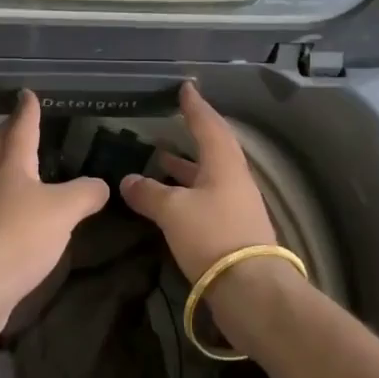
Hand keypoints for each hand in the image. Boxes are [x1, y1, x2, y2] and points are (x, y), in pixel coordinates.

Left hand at [0, 90, 108, 347]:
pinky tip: (27, 215)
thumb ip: (85, 194)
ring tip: (29, 166)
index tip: (26, 93)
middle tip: (18, 121)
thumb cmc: (17, 236)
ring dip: (10, 168)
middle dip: (9, 133)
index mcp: (11, 167)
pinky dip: (14, 205)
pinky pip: (1, 213)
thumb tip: (101, 184)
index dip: (27, 111)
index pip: (21, 129)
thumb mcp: (62, 211)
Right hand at [119, 82, 276, 281]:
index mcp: (223, 163)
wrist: (251, 290)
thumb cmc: (212, 236)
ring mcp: (236, 205)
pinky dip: (187, 189)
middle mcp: (234, 178)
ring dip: (187, 164)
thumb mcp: (173, 211)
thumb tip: (127, 180)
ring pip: (209, 174)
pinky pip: (207, 196)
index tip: (186, 87)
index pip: (208, 124)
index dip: (194, 106)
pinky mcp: (233, 229)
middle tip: (174, 119)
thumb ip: (148, 193)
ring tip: (161, 156)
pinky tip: (169, 198)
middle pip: (213, 147)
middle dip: (193, 133)